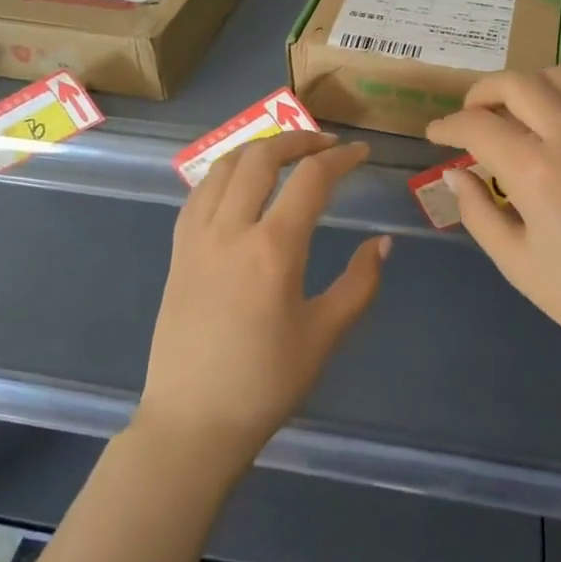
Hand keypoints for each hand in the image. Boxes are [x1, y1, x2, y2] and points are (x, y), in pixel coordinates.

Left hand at [137, 130, 389, 474]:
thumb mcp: (325, 335)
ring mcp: (196, 237)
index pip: (310, 179)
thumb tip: (383, 243)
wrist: (193, 421)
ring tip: (284, 155)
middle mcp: (230, 229)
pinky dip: (225, 173)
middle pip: (261, 157)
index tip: (361, 153)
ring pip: (223, 166)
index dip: (340, 158)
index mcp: (272, 248)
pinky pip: (199, 193)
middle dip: (298, 140)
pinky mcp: (177, 251)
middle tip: (326, 145)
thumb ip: (359, 283)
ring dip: (258, 150)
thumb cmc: (266, 383)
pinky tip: (240, 186)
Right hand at [426, 67, 560, 368]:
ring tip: (513, 115)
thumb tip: (455, 175)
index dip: (447, 126)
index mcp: (537, 171)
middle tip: (469, 118)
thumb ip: (478, 213)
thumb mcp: (518, 264)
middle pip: (515, 83)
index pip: (477, 126)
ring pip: (558, 76)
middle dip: (480, 93)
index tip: (434, 135)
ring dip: (525, 87)